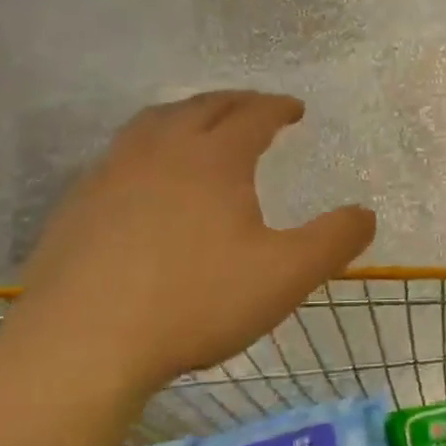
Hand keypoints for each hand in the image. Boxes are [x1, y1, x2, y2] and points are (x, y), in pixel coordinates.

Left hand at [0, 92, 375, 422]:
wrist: (81, 343)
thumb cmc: (194, 302)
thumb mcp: (284, 276)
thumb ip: (333, 241)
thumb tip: (366, 214)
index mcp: (215, 157)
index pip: (254, 114)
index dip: (278, 107)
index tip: (295, 109)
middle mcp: (163, 148)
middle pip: (204, 106)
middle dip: (236, 102)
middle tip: (254, 107)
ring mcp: (113, 171)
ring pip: (155, 121)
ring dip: (186, 113)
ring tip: (199, 123)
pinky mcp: (78, 201)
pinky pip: (121, 153)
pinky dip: (147, 146)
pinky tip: (145, 175)